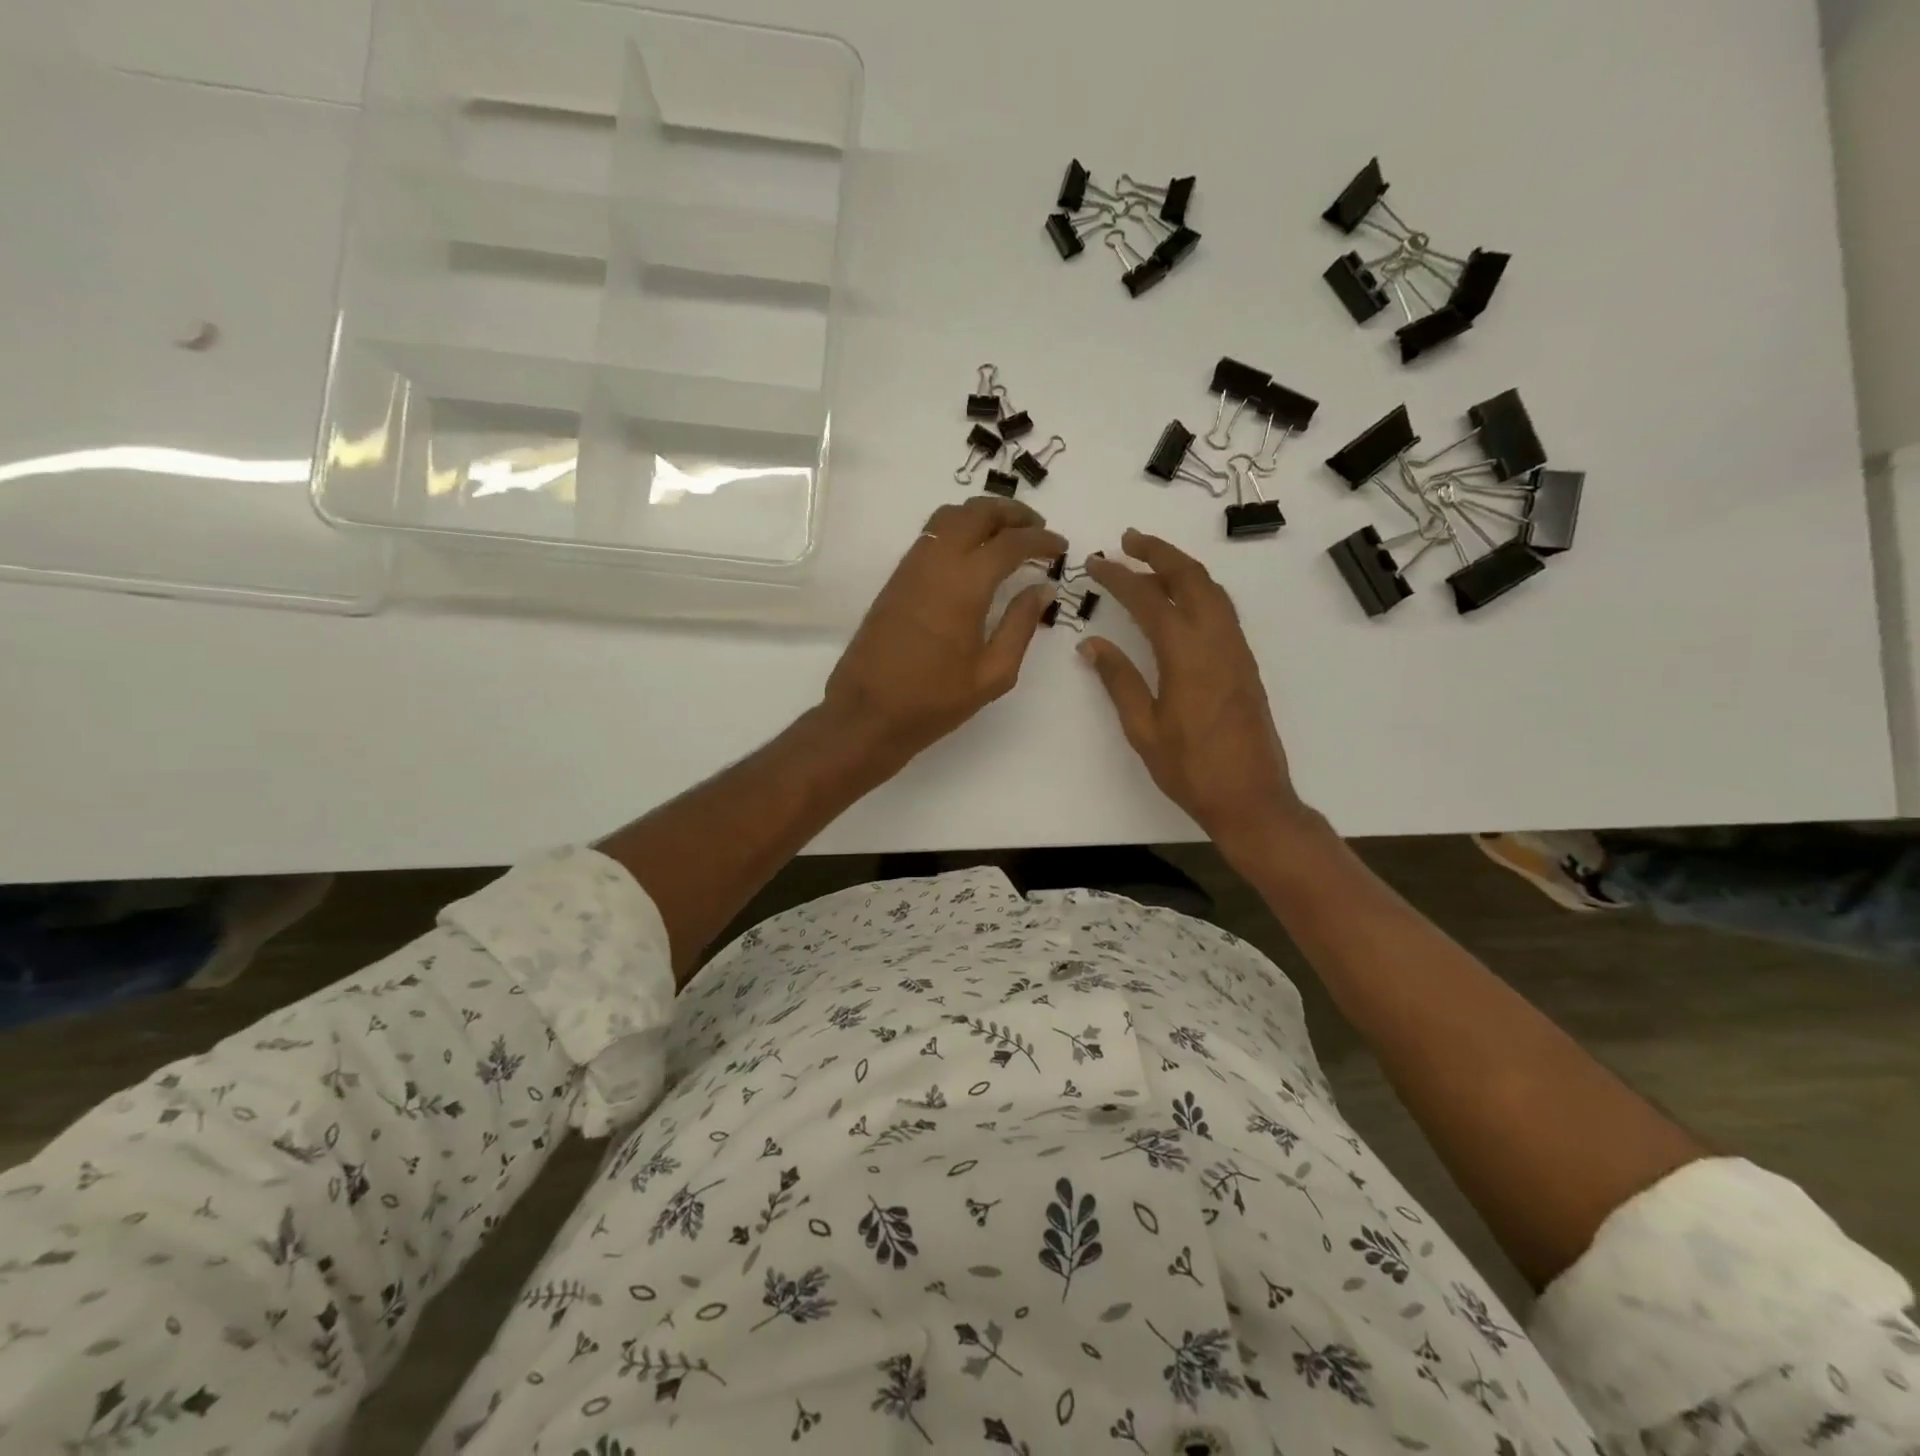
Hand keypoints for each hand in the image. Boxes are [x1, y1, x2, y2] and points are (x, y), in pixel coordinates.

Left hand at [823, 496, 1065, 764]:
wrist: (867, 712)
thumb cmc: (934, 700)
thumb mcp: (992, 673)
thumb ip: (1020, 625)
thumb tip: (1042, 589)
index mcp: (965, 586)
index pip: (1010, 543)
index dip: (1041, 540)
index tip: (1061, 547)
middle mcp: (937, 563)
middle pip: (977, 513)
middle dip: (1012, 513)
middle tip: (1037, 528)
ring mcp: (911, 567)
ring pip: (949, 517)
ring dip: (982, 515)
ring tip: (1007, 533)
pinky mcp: (896, 579)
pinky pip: (931, 535)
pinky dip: (959, 528)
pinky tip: (973, 552)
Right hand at [1080, 529, 1318, 854]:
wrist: (1251, 796)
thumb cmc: (1190, 769)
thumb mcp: (1143, 728)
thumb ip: (1119, 680)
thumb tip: (1091, 644)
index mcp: (1186, 655)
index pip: (1147, 600)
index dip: (1119, 577)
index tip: (1095, 562)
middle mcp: (1216, 640)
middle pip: (1189, 578)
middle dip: (1157, 552)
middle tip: (1127, 540)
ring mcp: (1236, 649)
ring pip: (1211, 589)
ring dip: (1180, 567)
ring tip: (1149, 562)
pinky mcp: (1245, 662)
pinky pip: (1222, 609)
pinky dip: (1198, 589)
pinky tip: (1179, 600)